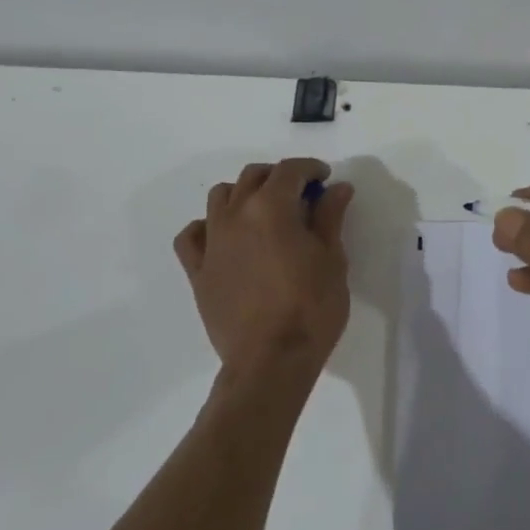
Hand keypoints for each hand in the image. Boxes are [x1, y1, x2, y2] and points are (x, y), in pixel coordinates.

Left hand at [173, 158, 354, 384]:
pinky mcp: (198, 271)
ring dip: (244, 194)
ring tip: (264, 212)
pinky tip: (224, 237)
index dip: (310, 168)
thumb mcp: (332, 259)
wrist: (271, 361)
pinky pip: (192, 236)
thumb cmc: (311, 308)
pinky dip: (207, 227)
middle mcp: (236, 214)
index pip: (290, 170)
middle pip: (253, 177)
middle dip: (279, 177)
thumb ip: (330, 217)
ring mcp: (212, 242)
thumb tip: (337, 188)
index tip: (325, 179)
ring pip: (220, 197)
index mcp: (271, 207)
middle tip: (301, 195)